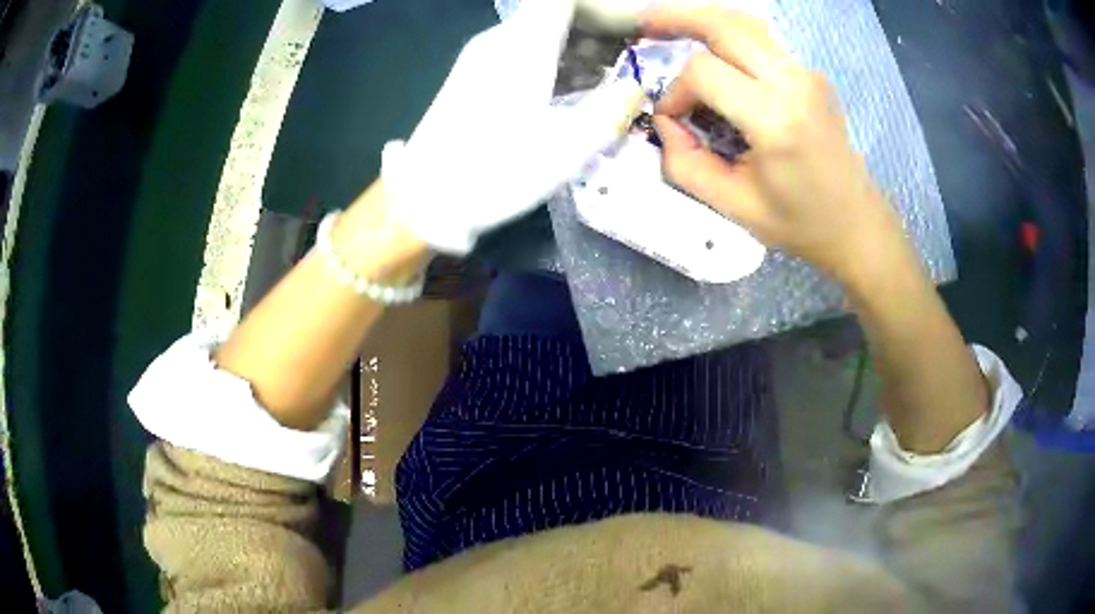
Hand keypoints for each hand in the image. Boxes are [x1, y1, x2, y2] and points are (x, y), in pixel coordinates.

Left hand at [381, 0, 644, 254]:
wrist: (424, 200)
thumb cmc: (496, 171)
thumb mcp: (566, 147)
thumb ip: (610, 109)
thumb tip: (633, 87)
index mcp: (523, 45)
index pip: (565, 0)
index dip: (604, 11)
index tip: (632, 34)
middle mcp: (501, 41)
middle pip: (555, 14)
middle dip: (598, 30)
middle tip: (631, 60)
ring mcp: (484, 59)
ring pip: (541, 34)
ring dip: (579, 48)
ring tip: (612, 79)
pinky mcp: (476, 79)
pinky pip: (525, 54)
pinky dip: (557, 63)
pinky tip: (577, 91)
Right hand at [642, 6, 906, 283]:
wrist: (857, 224)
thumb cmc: (800, 222)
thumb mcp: (734, 206)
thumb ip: (686, 163)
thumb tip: (667, 121)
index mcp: (776, 119)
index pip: (704, 72)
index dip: (676, 91)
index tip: (672, 119)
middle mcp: (794, 83)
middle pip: (725, 25)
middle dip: (677, 18)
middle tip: (643, 22)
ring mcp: (807, 73)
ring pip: (745, 22)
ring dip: (702, 19)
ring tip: (667, 24)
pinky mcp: (810, 75)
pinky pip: (761, 40)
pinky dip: (727, 34)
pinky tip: (708, 44)